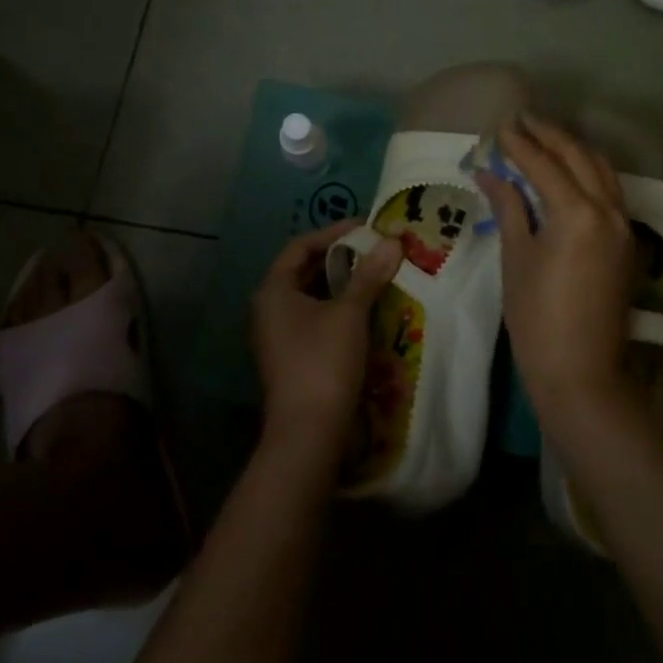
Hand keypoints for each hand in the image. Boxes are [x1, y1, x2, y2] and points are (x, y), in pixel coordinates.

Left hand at [250, 220, 401, 462]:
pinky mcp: (292, 357)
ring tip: (377, 275)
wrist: (308, 434)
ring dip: (343, 284)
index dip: (333, 232)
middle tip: (375, 250)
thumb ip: (369, 275)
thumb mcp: (350, 313)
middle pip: (305, 270)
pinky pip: (316, 319)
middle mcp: (269, 309)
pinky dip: (339, 308)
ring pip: (312, 296)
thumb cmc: (323, 361)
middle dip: (341, 258)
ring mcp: (279, 336)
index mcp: (273, 291)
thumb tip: (393, 241)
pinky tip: (367, 309)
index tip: (366, 228)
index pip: (300, 246)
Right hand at [475, 114, 637, 424]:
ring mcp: (623, 226)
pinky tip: (569, 171)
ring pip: (601, 170)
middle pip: (579, 157)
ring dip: (573, 149)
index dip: (520, 143)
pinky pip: (610, 191)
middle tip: (523, 120)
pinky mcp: (627, 242)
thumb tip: (490, 173)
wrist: (581, 372)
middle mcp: (608, 210)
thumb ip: (509, 207)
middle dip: (550, 134)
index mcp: (577, 214)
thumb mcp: (517, 258)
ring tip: (545, 137)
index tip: (501, 125)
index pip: (544, 165)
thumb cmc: (537, 318)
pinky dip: (589, 172)